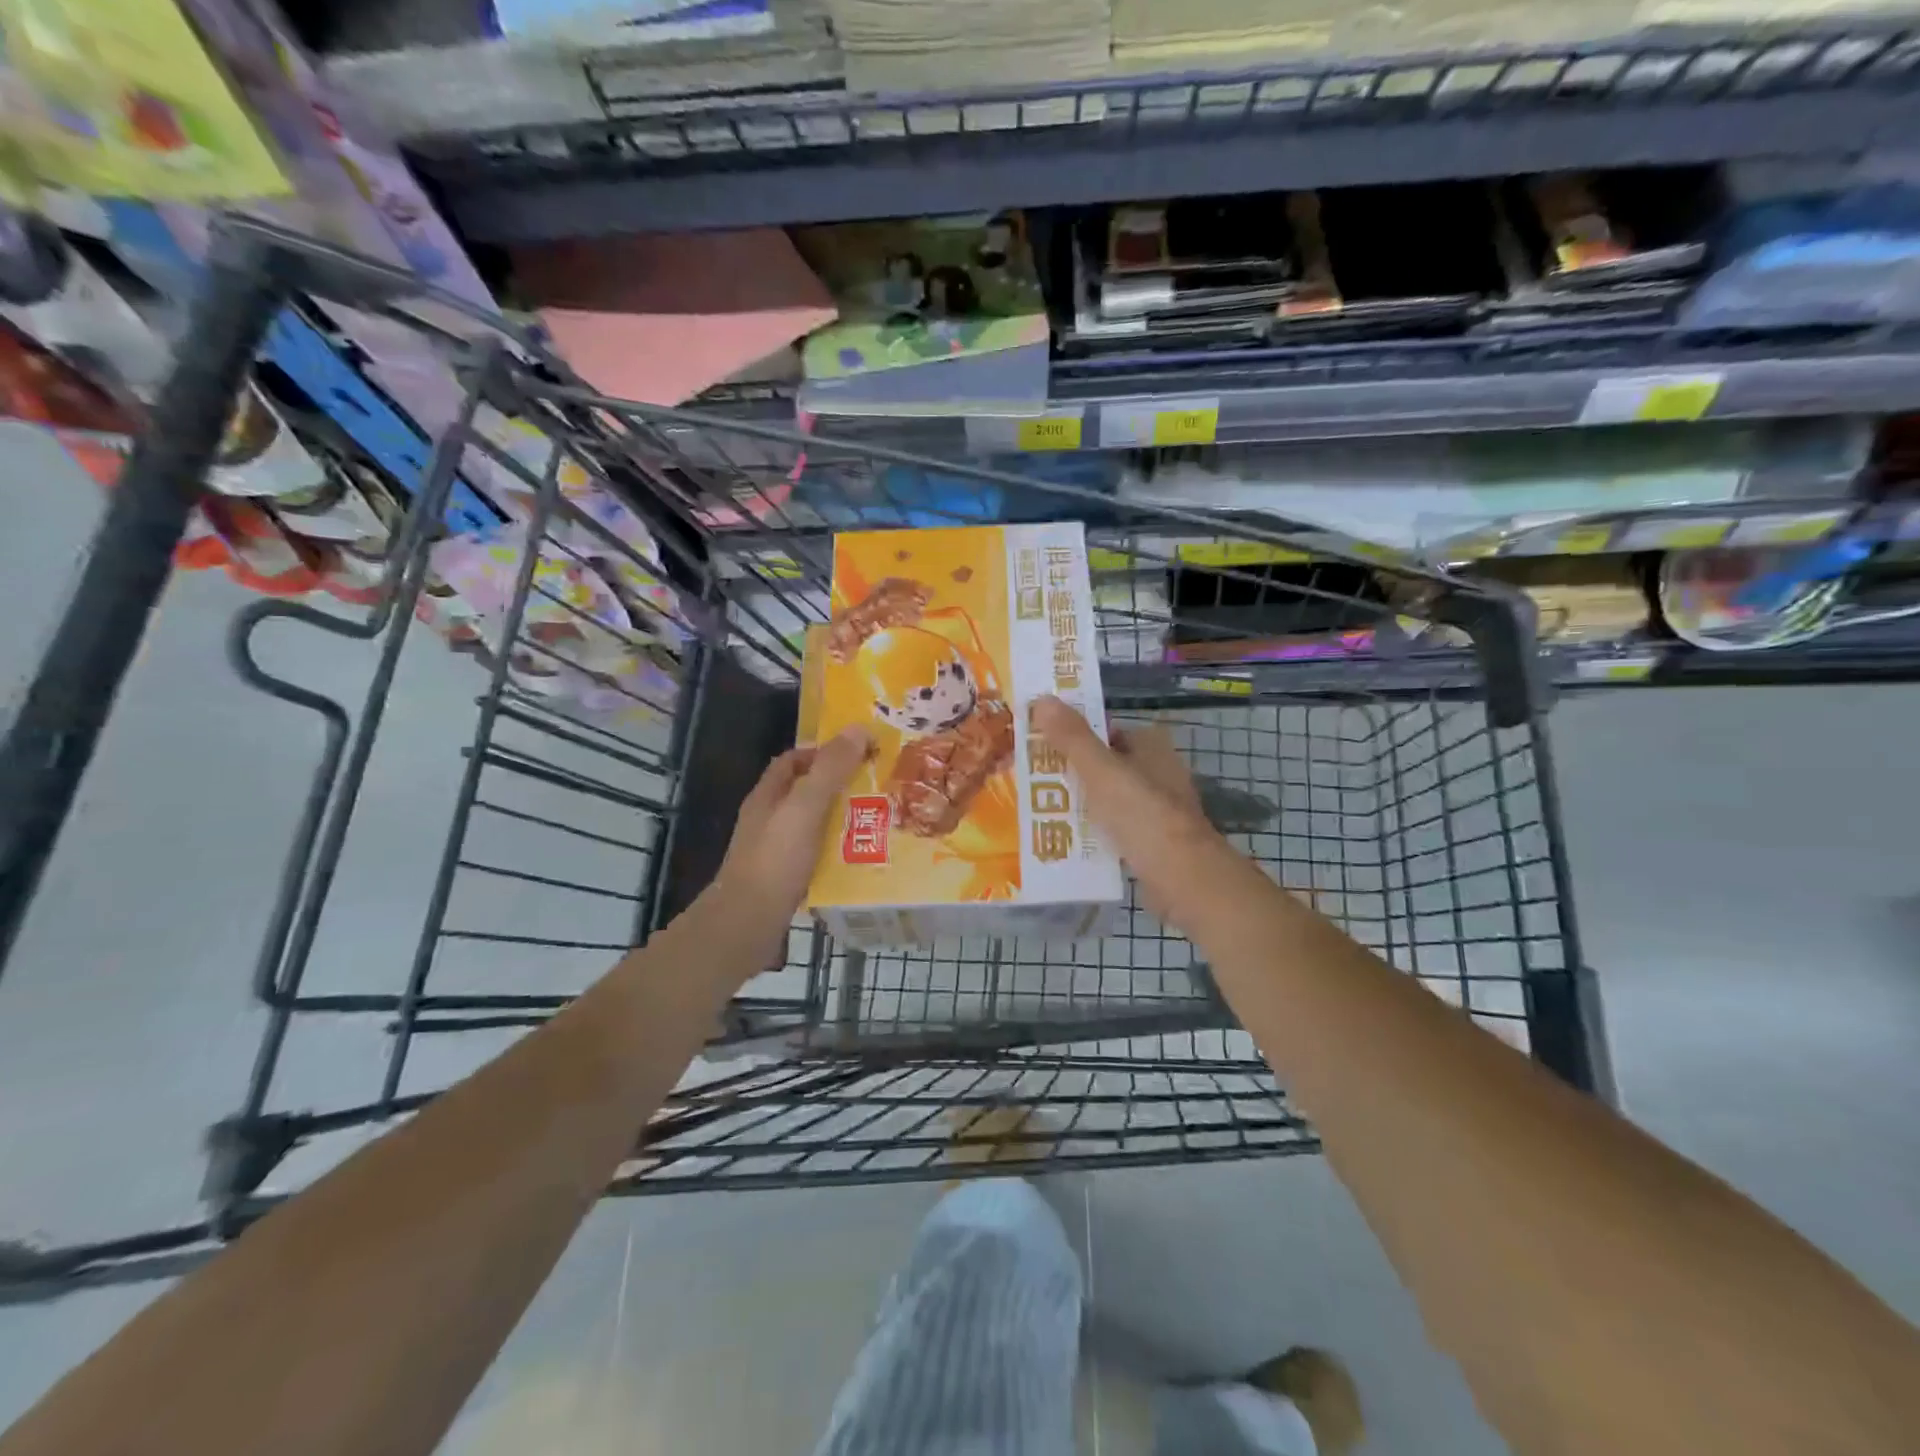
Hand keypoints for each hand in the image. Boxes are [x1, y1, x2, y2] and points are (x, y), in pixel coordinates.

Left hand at [711, 726, 871, 935]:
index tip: (859, 754)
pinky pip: (818, 856)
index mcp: (768, 797)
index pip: (793, 760)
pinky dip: (840, 852)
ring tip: (880, 821)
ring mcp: (776, 851)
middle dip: (840, 787)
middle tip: (879, 787)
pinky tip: (863, 858)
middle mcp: (769, 820)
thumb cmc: (774, 860)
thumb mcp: (805, 808)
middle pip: (807, 792)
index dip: (823, 752)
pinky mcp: (787, 879)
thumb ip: (830, 770)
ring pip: (815, 825)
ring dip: (843, 821)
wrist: (747, 926)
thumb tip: (858, 729)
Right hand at [1030, 696, 1226, 924]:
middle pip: (1104, 765)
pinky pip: (1112, 828)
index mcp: (1151, 746)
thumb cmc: (1143, 815)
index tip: (1037, 742)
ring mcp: (1156, 809)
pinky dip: (1091, 831)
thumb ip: (1072, 737)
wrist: (1183, 878)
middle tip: (1028, 779)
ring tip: (1036, 809)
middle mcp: (1156, 772)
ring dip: (1078, 803)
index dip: (1073, 735)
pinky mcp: (1151, 841)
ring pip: (1106, 798)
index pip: (1105, 730)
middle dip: (1071, 771)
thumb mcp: (1101, 770)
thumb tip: (1041, 698)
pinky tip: (1063, 839)